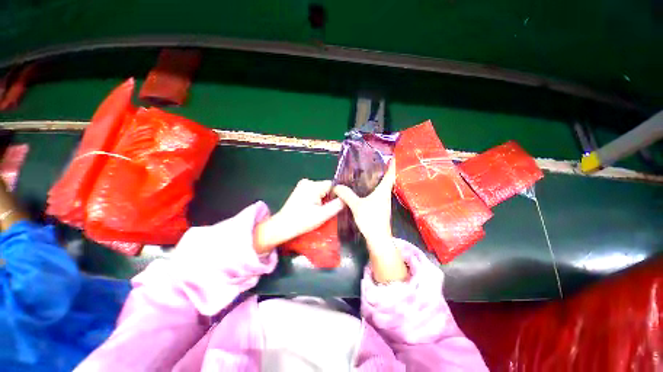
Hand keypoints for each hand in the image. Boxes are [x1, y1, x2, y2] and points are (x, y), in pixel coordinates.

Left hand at [253, 179, 343, 254]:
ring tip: (321, 211)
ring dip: (323, 200)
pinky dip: (317, 199)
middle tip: (329, 210)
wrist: (282, 226)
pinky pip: (314, 192)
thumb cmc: (302, 221)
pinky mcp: (300, 190)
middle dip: (330, 198)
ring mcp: (302, 185)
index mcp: (313, 186)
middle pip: (327, 187)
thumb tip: (346, 198)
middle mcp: (308, 182)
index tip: (339, 205)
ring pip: (321, 191)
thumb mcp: (323, 215)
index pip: (333, 185)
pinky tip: (314, 209)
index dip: (338, 194)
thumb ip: (337, 205)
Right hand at [334, 161, 407, 282]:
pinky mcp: (380, 208)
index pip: (390, 174)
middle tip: (372, 161)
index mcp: (383, 190)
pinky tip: (363, 189)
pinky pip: (377, 194)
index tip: (390, 154)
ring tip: (366, 172)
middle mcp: (386, 194)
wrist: (378, 238)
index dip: (391, 163)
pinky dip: (372, 188)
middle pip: (386, 179)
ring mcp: (383, 202)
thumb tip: (336, 186)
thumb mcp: (356, 205)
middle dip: (381, 169)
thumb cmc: (371, 219)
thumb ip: (346, 194)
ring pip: (381, 187)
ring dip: (376, 179)